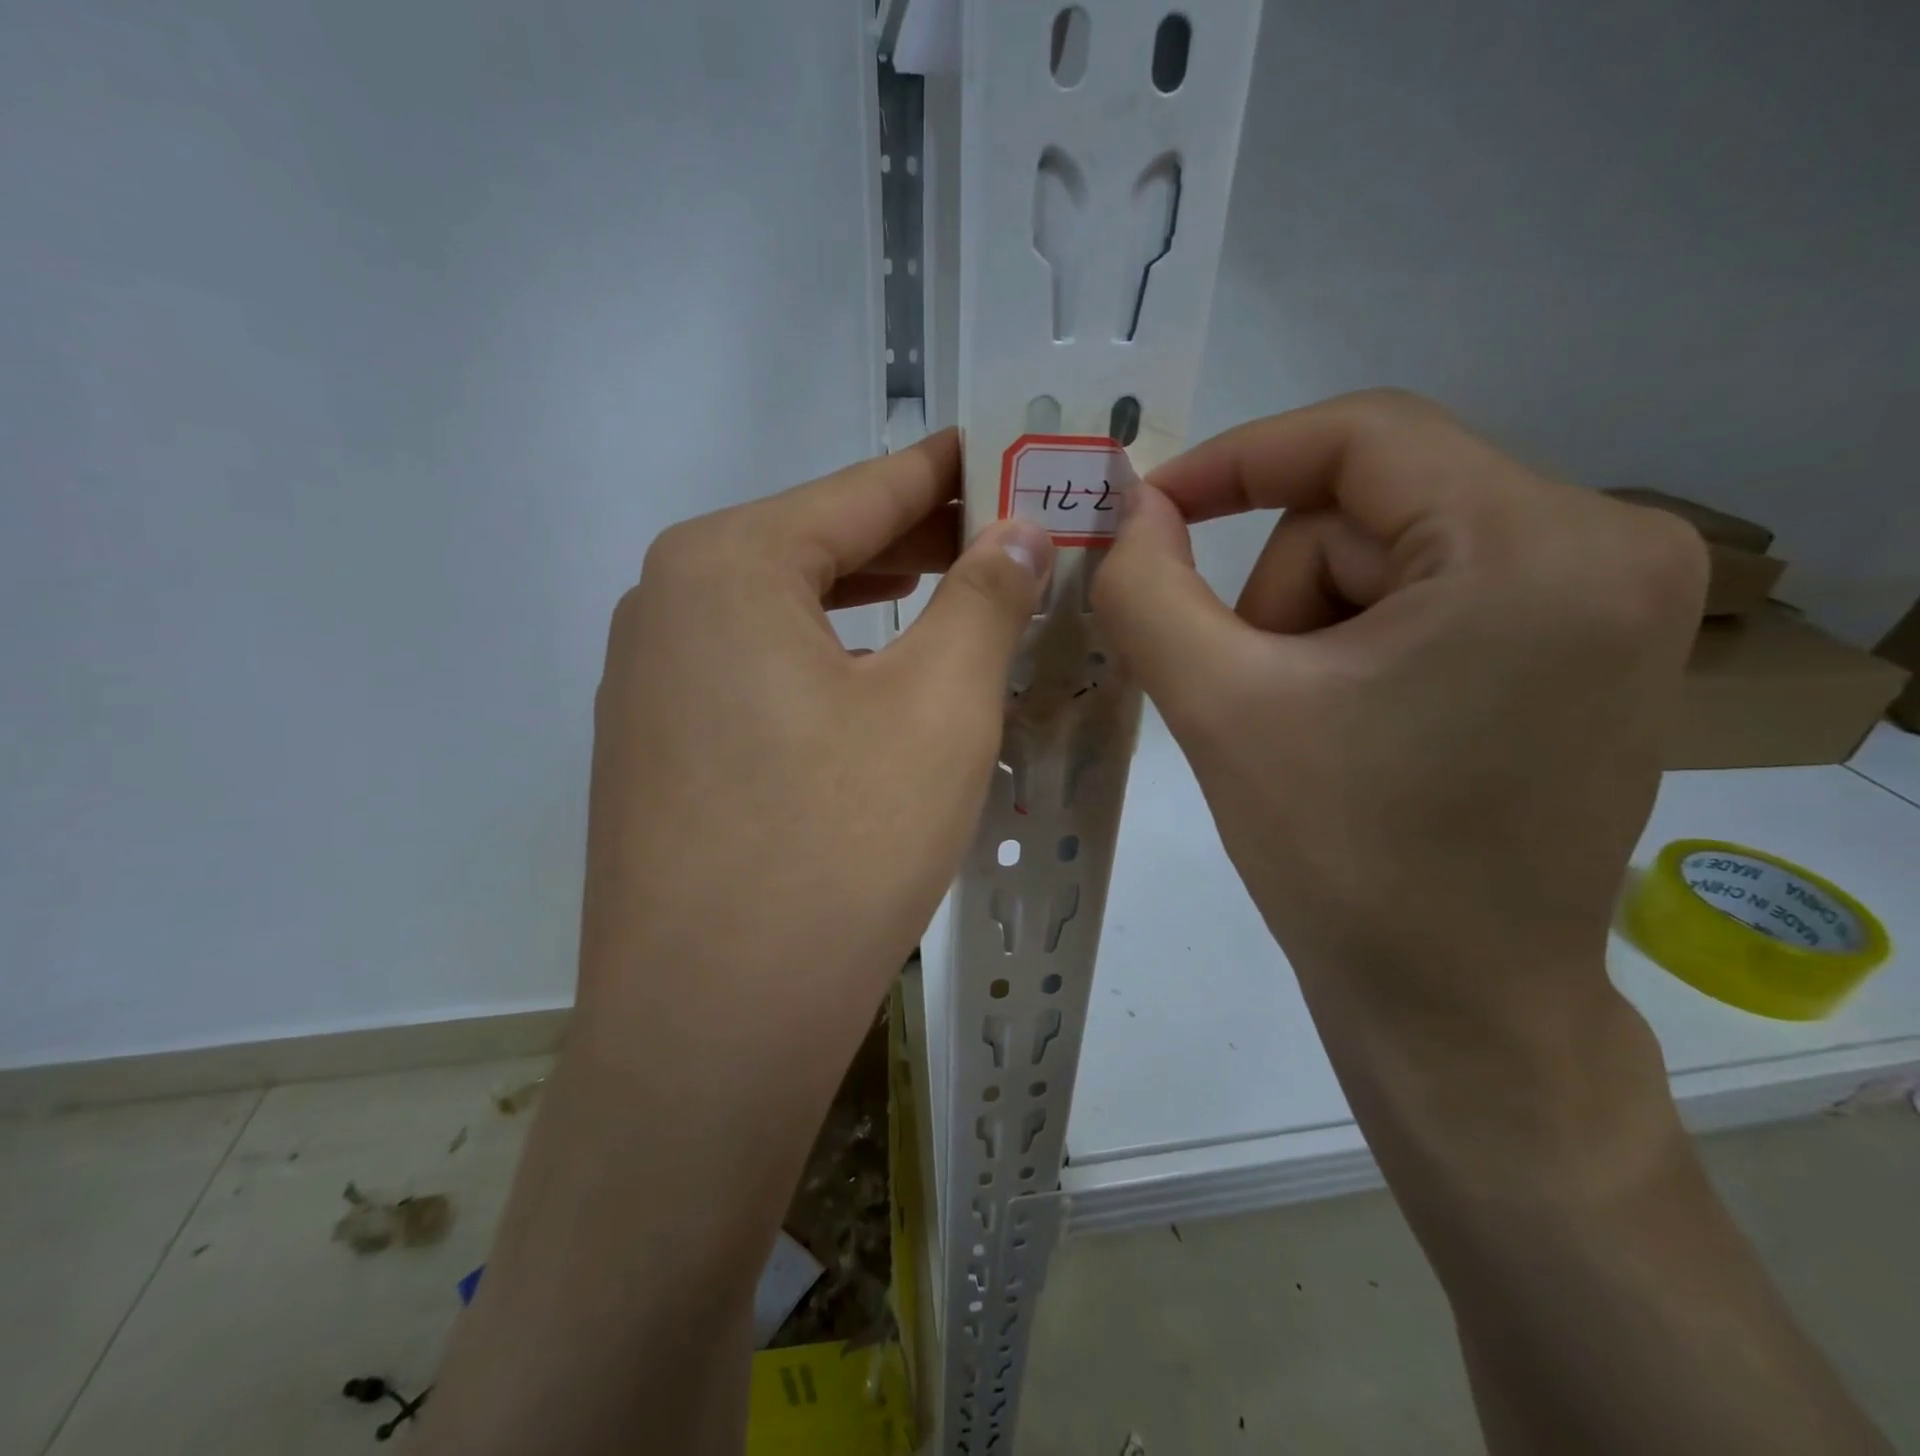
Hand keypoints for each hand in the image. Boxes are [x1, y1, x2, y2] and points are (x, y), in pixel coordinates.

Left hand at [580, 428, 1053, 1079]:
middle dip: (920, 538)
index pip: (865, 488)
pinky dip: (827, 657)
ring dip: (874, 599)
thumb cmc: (836, 847)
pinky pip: (757, 669)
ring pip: (787, 610)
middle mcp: (666, 602)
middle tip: (1008, 535)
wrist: (711, 1026)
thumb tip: (1019, 532)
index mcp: (726, 563)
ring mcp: (648, 680)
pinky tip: (875, 678)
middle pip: (820, 544)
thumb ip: (984, 598)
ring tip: (954, 592)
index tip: (1009, 453)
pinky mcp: (655, 746)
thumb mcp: (939, 708)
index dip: (951, 470)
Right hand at [1094, 391, 1706, 1146]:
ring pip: (1390, 558)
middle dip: (1282, 599)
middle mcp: (1611, 547)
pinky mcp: (1591, 649)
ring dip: (1314, 632)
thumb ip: (1149, 591)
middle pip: (1368, 511)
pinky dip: (1360, 649)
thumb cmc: (1345, 862)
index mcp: (1536, 545)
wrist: (1458, 1011)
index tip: (1150, 512)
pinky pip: (1433, 597)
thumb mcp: (1220, 708)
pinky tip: (1352, 734)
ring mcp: (1614, 602)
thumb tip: (1127, 510)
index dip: (1235, 460)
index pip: (1361, 434)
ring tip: (1305, 731)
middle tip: (1251, 698)